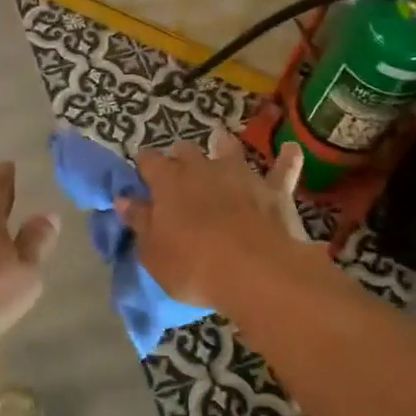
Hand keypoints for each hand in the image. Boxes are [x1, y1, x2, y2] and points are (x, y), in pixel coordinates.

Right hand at [117, 129, 310, 310]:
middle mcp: (202, 168)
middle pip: (186, 150)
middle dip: (180, 157)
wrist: (254, 272)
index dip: (144, 166)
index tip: (142, 175)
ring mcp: (241, 175)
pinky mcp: (273, 191)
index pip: (148, 161)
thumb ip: (139, 221)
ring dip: (223, 146)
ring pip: (229, 148)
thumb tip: (124, 199)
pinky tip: (292, 149)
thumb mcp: (152, 252)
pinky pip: (283, 169)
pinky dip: (287, 159)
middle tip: (179, 172)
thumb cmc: (192, 266)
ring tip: (220, 144)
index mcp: (168, 181)